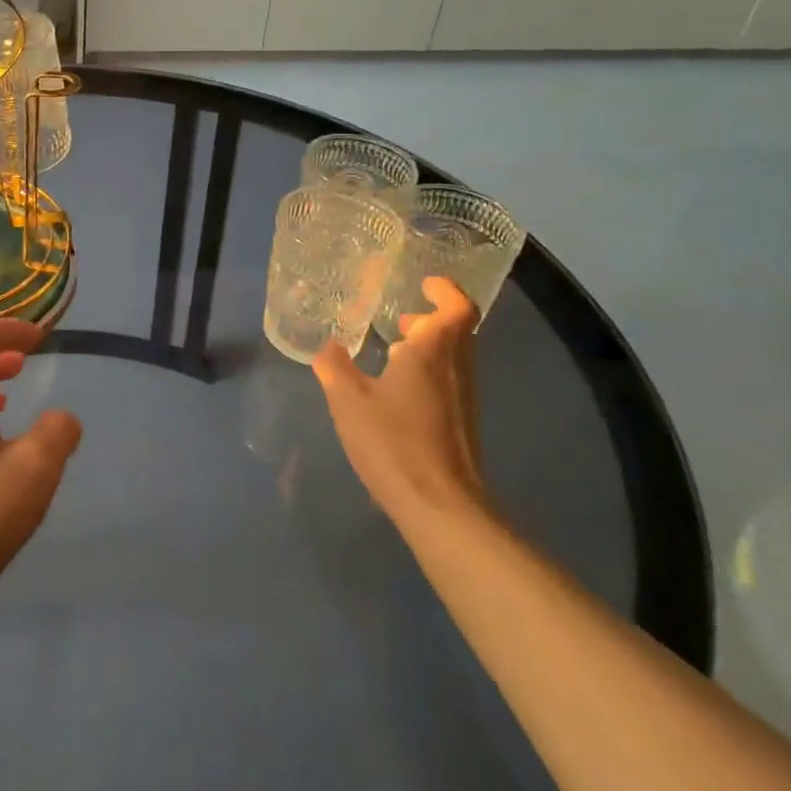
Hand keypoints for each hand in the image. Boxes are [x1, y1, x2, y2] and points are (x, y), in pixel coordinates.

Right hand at [312, 277, 488, 528]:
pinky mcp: (462, 424)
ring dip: (429, 347)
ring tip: (393, 351)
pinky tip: (397, 392)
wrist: (441, 506)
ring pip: (454, 357)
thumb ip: (334, 368)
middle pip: (457, 331)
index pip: (457, 307)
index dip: (444, 291)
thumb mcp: (348, 401)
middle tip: (400, 319)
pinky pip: (449, 381)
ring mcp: (464, 398)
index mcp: (434, 352)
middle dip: (430, 320)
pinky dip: (428, 372)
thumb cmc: (394, 442)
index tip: (424, 284)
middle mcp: (457, 368)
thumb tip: (327, 346)